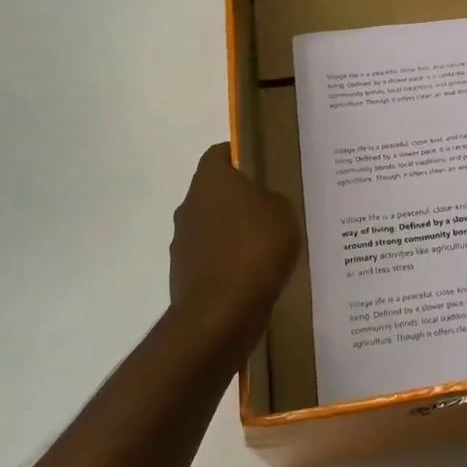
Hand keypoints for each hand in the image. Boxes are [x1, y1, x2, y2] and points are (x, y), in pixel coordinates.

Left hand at [168, 144, 298, 340]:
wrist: (220, 312)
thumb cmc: (256, 248)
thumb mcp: (284, 212)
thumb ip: (273, 199)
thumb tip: (264, 203)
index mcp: (212, 180)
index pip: (219, 154)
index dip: (238, 156)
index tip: (260, 167)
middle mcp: (190, 204)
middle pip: (214, 192)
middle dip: (237, 198)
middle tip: (270, 209)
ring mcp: (182, 240)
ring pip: (211, 226)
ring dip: (231, 233)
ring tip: (265, 247)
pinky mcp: (183, 274)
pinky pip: (210, 258)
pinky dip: (227, 262)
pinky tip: (253, 276)